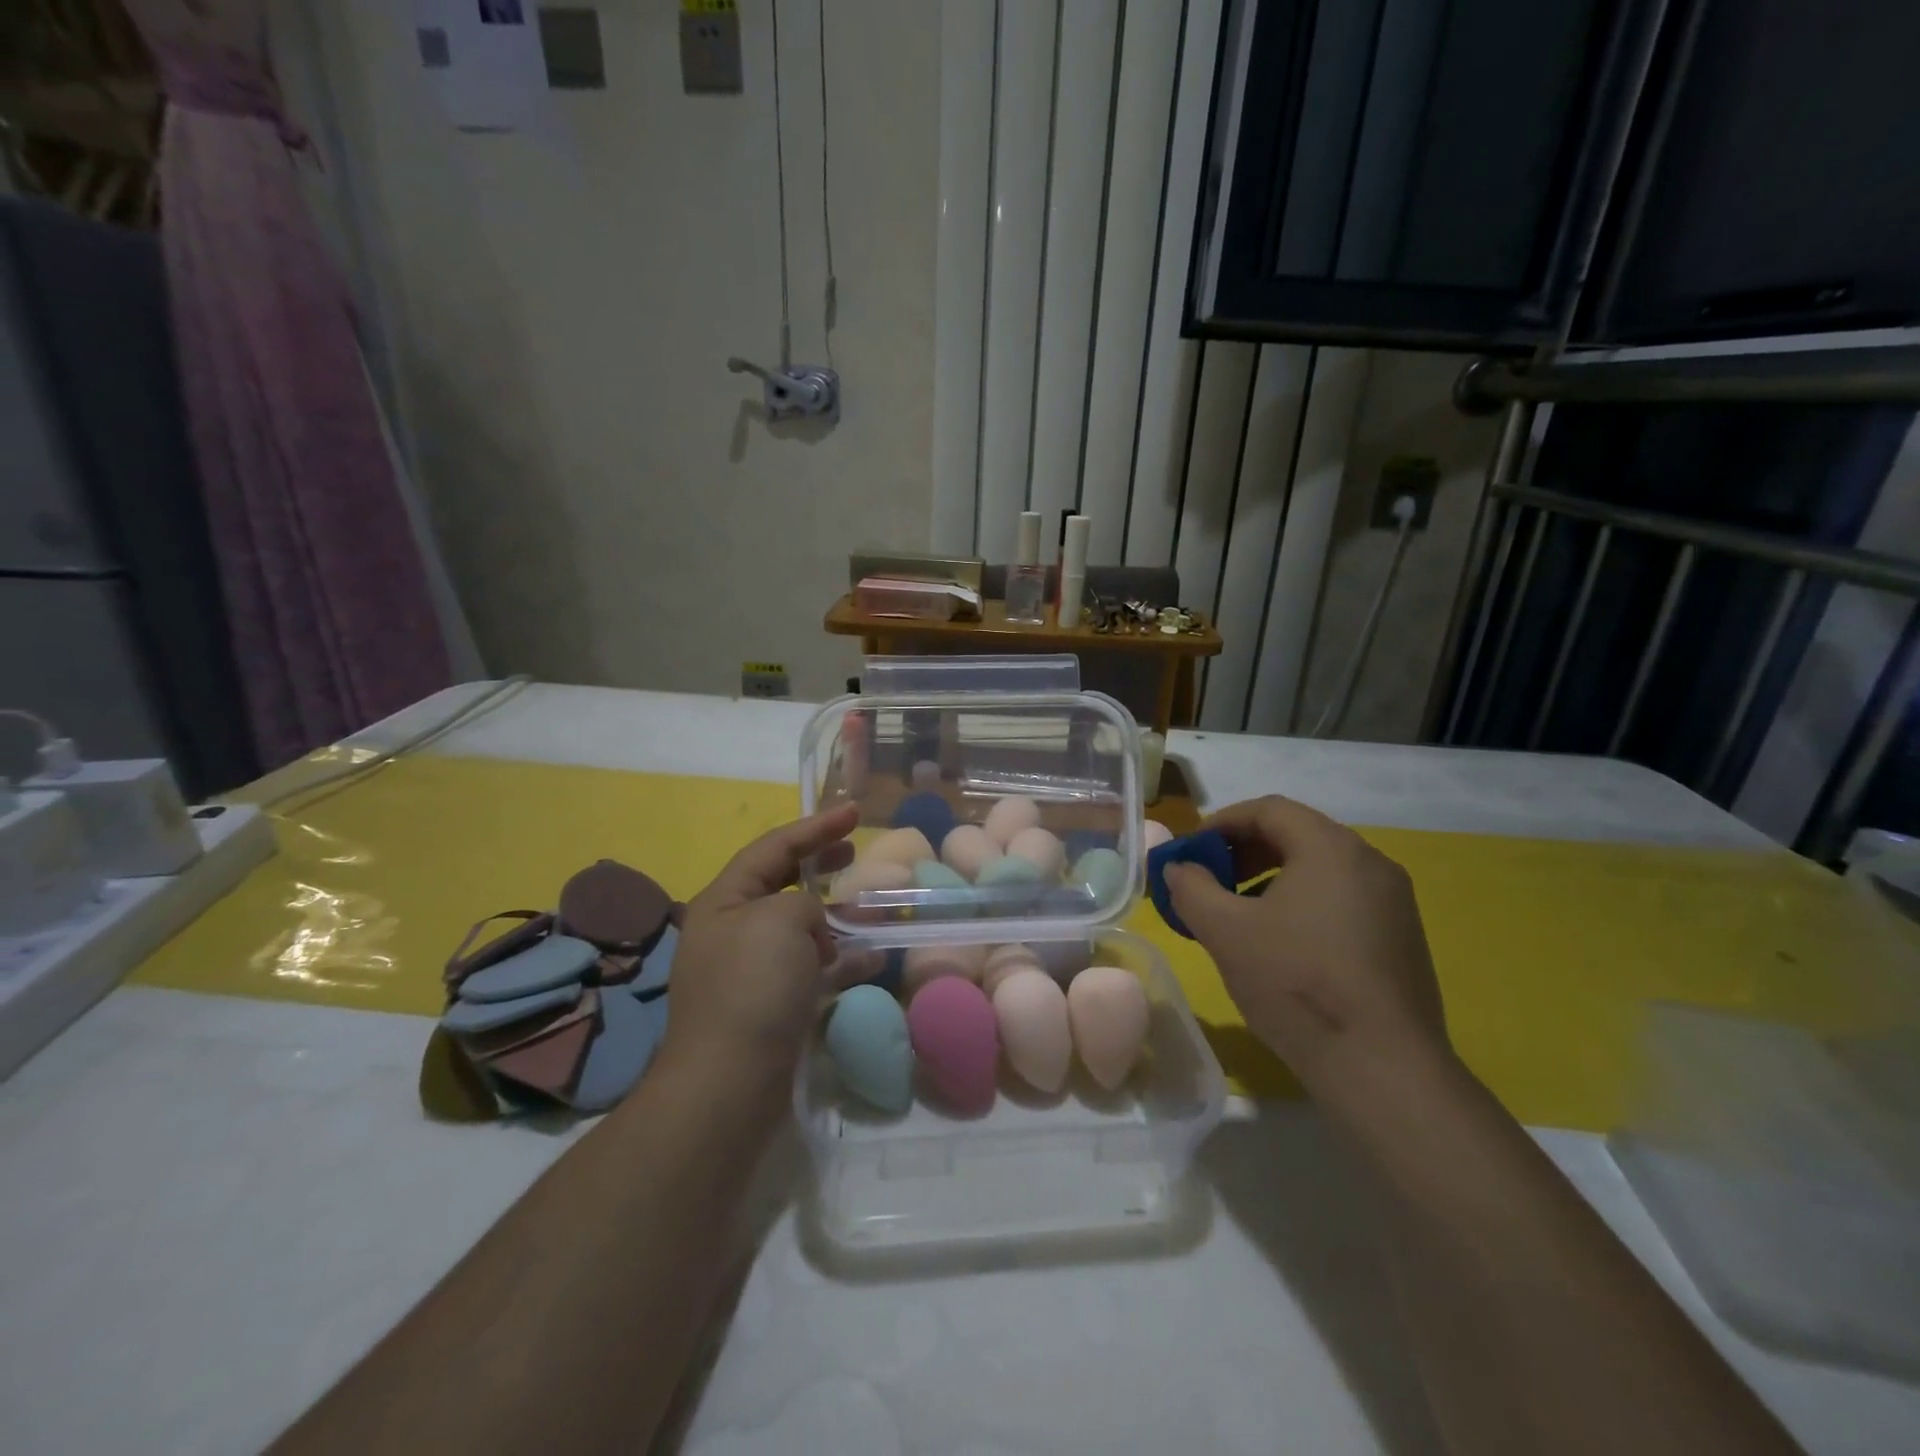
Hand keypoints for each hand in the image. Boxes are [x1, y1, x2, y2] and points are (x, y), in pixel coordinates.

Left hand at [661, 804, 859, 1089]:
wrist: (729, 1084)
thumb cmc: (752, 987)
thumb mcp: (781, 919)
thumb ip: (803, 903)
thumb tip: (812, 927)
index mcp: (724, 901)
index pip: (773, 848)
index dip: (816, 827)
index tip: (856, 812)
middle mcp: (732, 931)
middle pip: (781, 883)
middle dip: (819, 864)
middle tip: (854, 851)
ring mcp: (750, 971)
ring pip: (799, 927)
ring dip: (834, 914)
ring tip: (868, 908)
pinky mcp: (770, 1006)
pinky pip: (809, 968)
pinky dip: (840, 959)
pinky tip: (872, 957)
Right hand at [1165, 796, 1450, 1102]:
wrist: (1382, 1068)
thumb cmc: (1296, 984)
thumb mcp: (1225, 931)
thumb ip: (1191, 888)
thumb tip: (1179, 868)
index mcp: (1331, 848)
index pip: (1269, 810)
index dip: (1221, 822)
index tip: (1191, 851)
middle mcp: (1371, 862)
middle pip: (1297, 835)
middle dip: (1244, 851)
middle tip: (1210, 880)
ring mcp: (1393, 901)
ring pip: (1320, 869)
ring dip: (1271, 878)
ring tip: (1240, 914)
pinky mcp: (1402, 937)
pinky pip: (1342, 899)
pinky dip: (1302, 903)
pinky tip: (1281, 944)